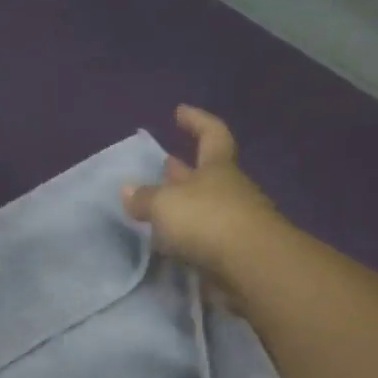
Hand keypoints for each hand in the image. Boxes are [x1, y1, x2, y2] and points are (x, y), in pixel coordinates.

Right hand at [122, 105, 279, 287]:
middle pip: (206, 173)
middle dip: (183, 168)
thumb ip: (144, 198)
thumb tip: (128, 189)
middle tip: (164, 164)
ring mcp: (235, 221)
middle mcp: (229, 189)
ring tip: (159, 207)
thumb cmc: (207, 220)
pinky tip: (170, 241)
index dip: (197, 120)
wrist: (250, 266)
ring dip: (184, 204)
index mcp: (218, 167)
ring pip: (204, 206)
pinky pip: (205, 236)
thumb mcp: (165, 204)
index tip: (180, 112)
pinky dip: (188, 235)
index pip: (211, 133)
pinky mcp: (232, 252)